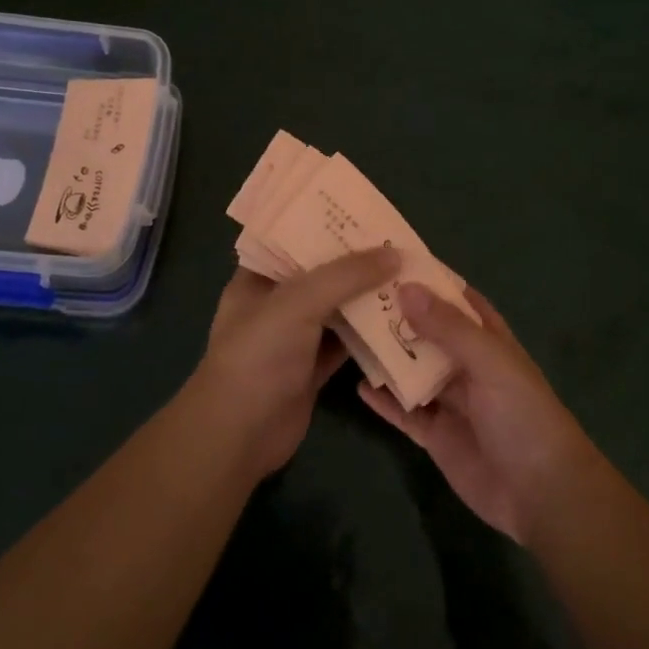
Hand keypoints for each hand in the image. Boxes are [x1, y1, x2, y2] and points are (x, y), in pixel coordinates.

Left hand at [191, 247, 400, 477]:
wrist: (240, 434)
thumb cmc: (258, 355)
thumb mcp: (298, 302)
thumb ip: (346, 275)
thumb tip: (395, 253)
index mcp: (258, 277)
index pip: (293, 239)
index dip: (326, 225)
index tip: (365, 214)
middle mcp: (276, 303)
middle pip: (322, 274)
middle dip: (357, 261)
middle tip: (399, 243)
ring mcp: (295, 337)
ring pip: (338, 308)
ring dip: (368, 297)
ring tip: (409, 275)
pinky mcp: (313, 368)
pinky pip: (347, 343)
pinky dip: (371, 334)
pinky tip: (403, 320)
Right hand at [358, 283, 596, 543]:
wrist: (541, 494)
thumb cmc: (523, 415)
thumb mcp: (489, 362)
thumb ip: (448, 327)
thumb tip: (406, 287)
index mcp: (489, 341)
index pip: (457, 300)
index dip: (430, 280)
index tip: (391, 261)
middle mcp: (468, 366)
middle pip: (428, 333)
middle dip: (399, 316)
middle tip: (354, 295)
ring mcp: (451, 402)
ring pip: (413, 370)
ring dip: (387, 355)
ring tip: (348, 333)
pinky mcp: (436, 436)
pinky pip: (405, 412)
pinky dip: (385, 400)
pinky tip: (358, 386)